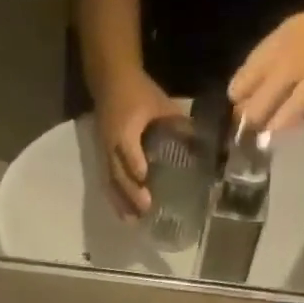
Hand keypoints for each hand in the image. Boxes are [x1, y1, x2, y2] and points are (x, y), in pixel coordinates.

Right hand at [92, 69, 177, 218]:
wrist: (110, 81)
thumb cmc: (138, 91)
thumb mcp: (160, 103)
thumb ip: (177, 123)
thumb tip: (200, 141)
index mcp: (126, 129)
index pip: (129, 150)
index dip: (136, 165)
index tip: (145, 179)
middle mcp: (112, 145)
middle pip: (119, 173)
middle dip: (131, 192)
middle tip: (145, 208)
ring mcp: (105, 154)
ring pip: (111, 182)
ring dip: (121, 202)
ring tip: (132, 221)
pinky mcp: (103, 160)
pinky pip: (108, 183)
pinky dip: (115, 200)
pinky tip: (123, 215)